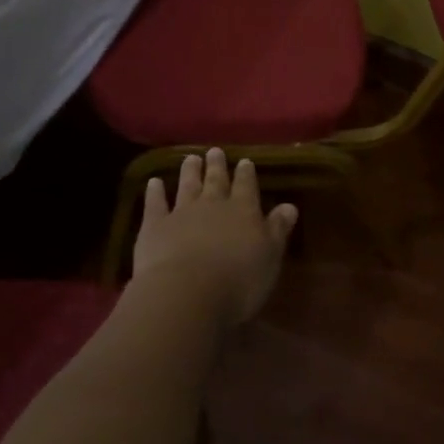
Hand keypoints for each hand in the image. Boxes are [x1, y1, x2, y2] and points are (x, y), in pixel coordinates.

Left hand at [131, 149, 298, 326]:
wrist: (186, 292)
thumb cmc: (238, 281)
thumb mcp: (270, 257)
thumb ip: (278, 230)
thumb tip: (290, 205)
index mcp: (244, 211)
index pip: (247, 186)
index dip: (246, 174)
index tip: (245, 161)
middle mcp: (213, 205)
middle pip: (216, 181)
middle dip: (217, 166)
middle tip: (214, 151)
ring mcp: (181, 213)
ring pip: (187, 186)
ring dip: (189, 172)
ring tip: (190, 158)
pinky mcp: (155, 226)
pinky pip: (155, 204)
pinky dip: (154, 192)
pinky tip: (153, 182)